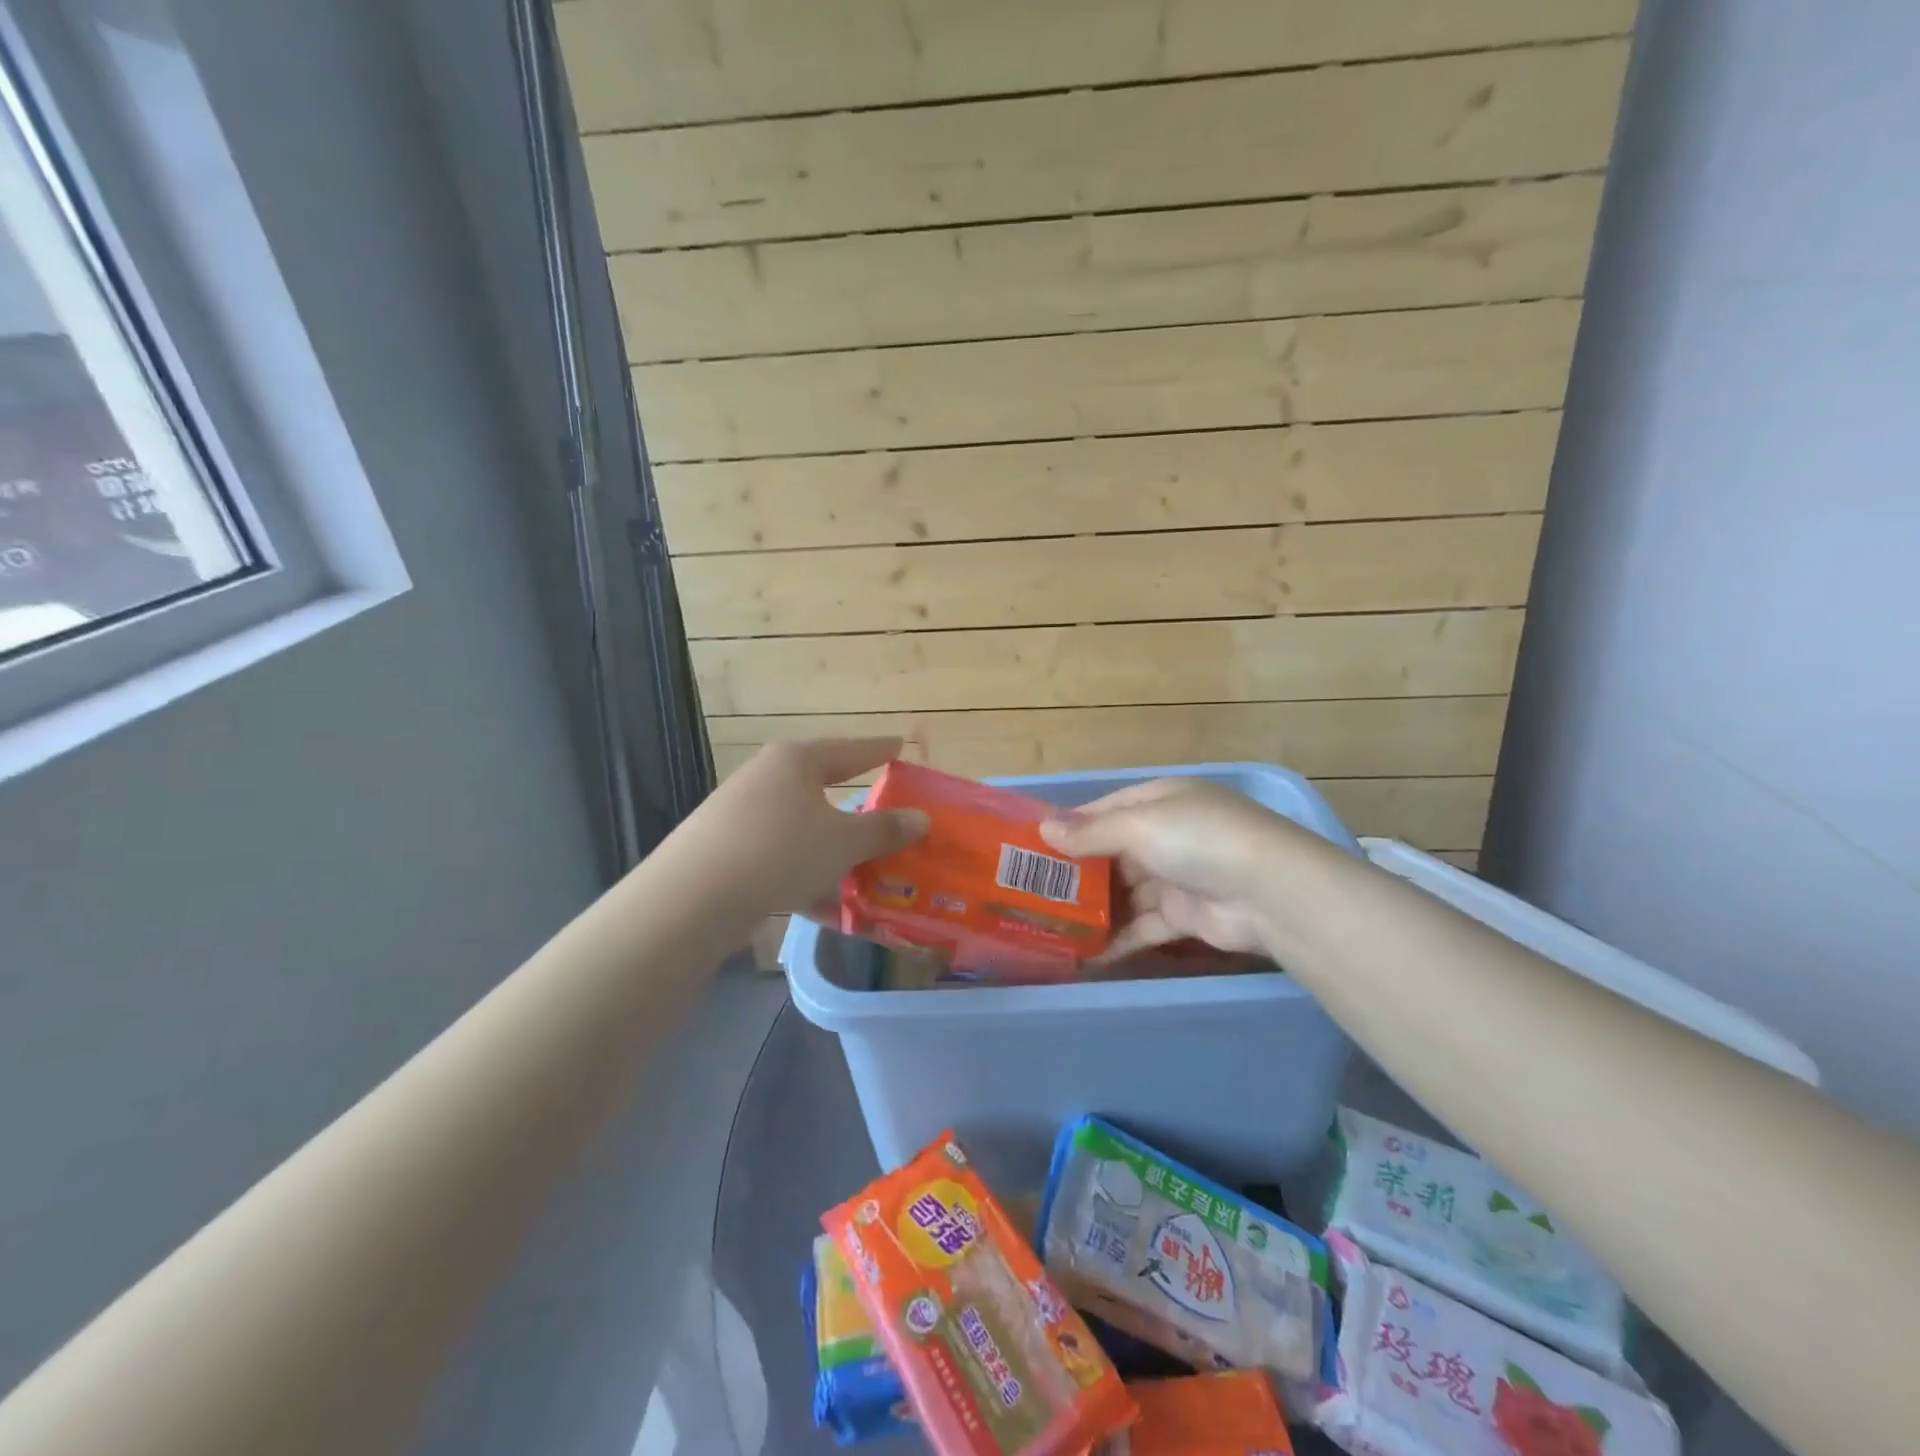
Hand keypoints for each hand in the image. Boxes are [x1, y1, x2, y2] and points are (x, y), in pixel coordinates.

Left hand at [671, 739, 928, 923]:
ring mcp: (742, 814)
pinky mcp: (726, 850)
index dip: (879, 750)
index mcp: (797, 761)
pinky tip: (828, 911)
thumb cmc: (781, 851)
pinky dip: (806, 879)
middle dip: (857, 811)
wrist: (693, 897)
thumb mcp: (843, 842)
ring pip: (802, 830)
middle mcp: (768, 778)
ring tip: (863, 874)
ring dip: (833, 853)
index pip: (851, 750)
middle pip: (823, 789)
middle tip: (886, 816)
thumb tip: (921, 818)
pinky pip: (780, 859)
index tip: (900, 746)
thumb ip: (884, 830)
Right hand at [1039, 778, 1320, 960]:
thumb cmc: (1198, 841)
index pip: (1106, 809)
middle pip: (1112, 852)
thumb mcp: (1140, 825)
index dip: (1072, 826)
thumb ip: (1091, 832)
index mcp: (1159, 801)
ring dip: (1094, 908)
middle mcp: (1167, 835)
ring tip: (1051, 924)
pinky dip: (1118, 938)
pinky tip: (1086, 953)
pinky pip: (1142, 926)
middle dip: (1077, 871)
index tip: (1033, 846)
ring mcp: (1176, 877)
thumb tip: (1044, 829)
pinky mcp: (1184, 916)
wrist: (1271, 893)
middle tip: (1032, 890)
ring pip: (1125, 892)